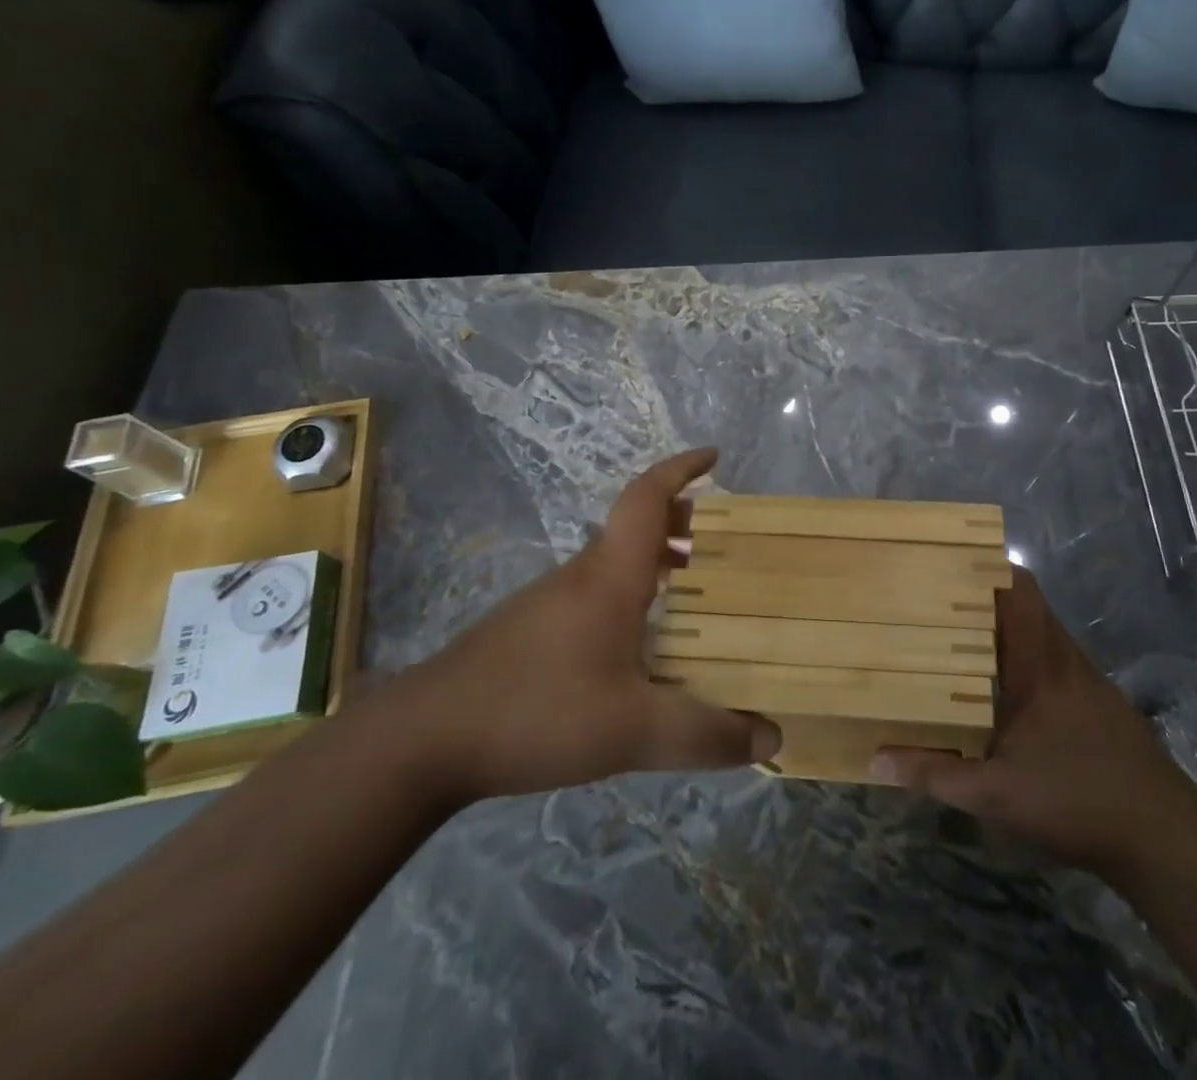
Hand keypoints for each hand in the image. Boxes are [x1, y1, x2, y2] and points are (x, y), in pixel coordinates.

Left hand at [393, 449, 779, 803]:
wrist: (424, 738)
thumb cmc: (538, 710)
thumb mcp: (634, 730)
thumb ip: (705, 734)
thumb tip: (772, 735)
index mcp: (611, 574)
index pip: (648, 497)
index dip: (681, 469)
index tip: (714, 458)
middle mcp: (582, 574)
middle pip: (637, 526)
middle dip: (683, 524)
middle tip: (723, 545)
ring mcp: (551, 600)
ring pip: (614, 562)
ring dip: (656, 563)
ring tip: (694, 597)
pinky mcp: (530, 629)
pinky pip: (595, 592)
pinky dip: (631, 595)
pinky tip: (638, 648)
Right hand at [872, 569, 1190, 869]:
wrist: (1164, 837)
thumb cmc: (1075, 800)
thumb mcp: (994, 794)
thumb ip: (934, 773)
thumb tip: (876, 760)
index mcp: (1039, 662)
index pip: (1019, 589)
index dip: (987, 566)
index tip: (947, 563)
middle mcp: (1063, 657)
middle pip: (1026, 603)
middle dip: (983, 595)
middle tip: (936, 600)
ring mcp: (1085, 678)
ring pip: (1040, 631)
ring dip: (1003, 628)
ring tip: (956, 635)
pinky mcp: (1096, 701)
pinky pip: (1052, 658)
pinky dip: (1023, 656)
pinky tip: (999, 687)